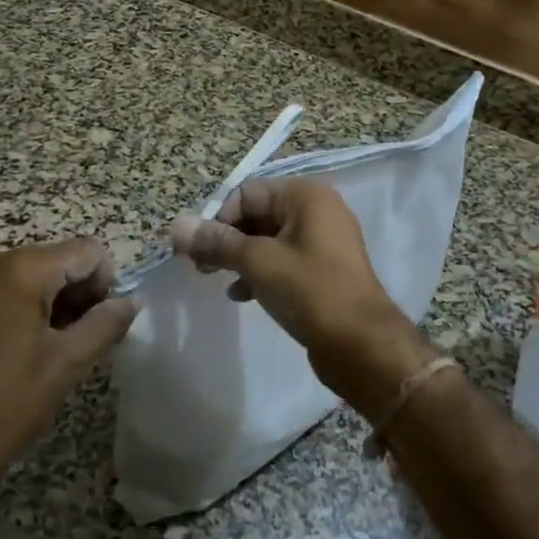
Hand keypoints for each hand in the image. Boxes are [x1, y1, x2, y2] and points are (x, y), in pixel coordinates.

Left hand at [0, 238, 137, 499]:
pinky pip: (1, 285)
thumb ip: (107, 322)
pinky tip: (18, 346)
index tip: (99, 323)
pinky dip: (21, 304)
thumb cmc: (8, 405)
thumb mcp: (68, 363)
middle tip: (78, 338)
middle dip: (77, 291)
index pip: (86, 251)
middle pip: (56, 257)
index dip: (105, 283)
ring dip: (50, 299)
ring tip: (49, 346)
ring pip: (29, 272)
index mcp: (20, 270)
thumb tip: (134, 300)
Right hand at [172, 179, 434, 414]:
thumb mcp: (258, 263)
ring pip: (267, 240)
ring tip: (215, 280)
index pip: (247, 193)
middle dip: (226, 238)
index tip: (195, 249)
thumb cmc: (311, 292)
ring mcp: (322, 242)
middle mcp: (316, 211)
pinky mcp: (322, 271)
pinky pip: (282, 261)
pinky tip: (241, 295)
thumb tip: (176, 226)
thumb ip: (217, 242)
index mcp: (306, 196)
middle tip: (199, 267)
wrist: (362, 345)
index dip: (218, 218)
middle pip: (257, 214)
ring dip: (239, 257)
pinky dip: (259, 272)